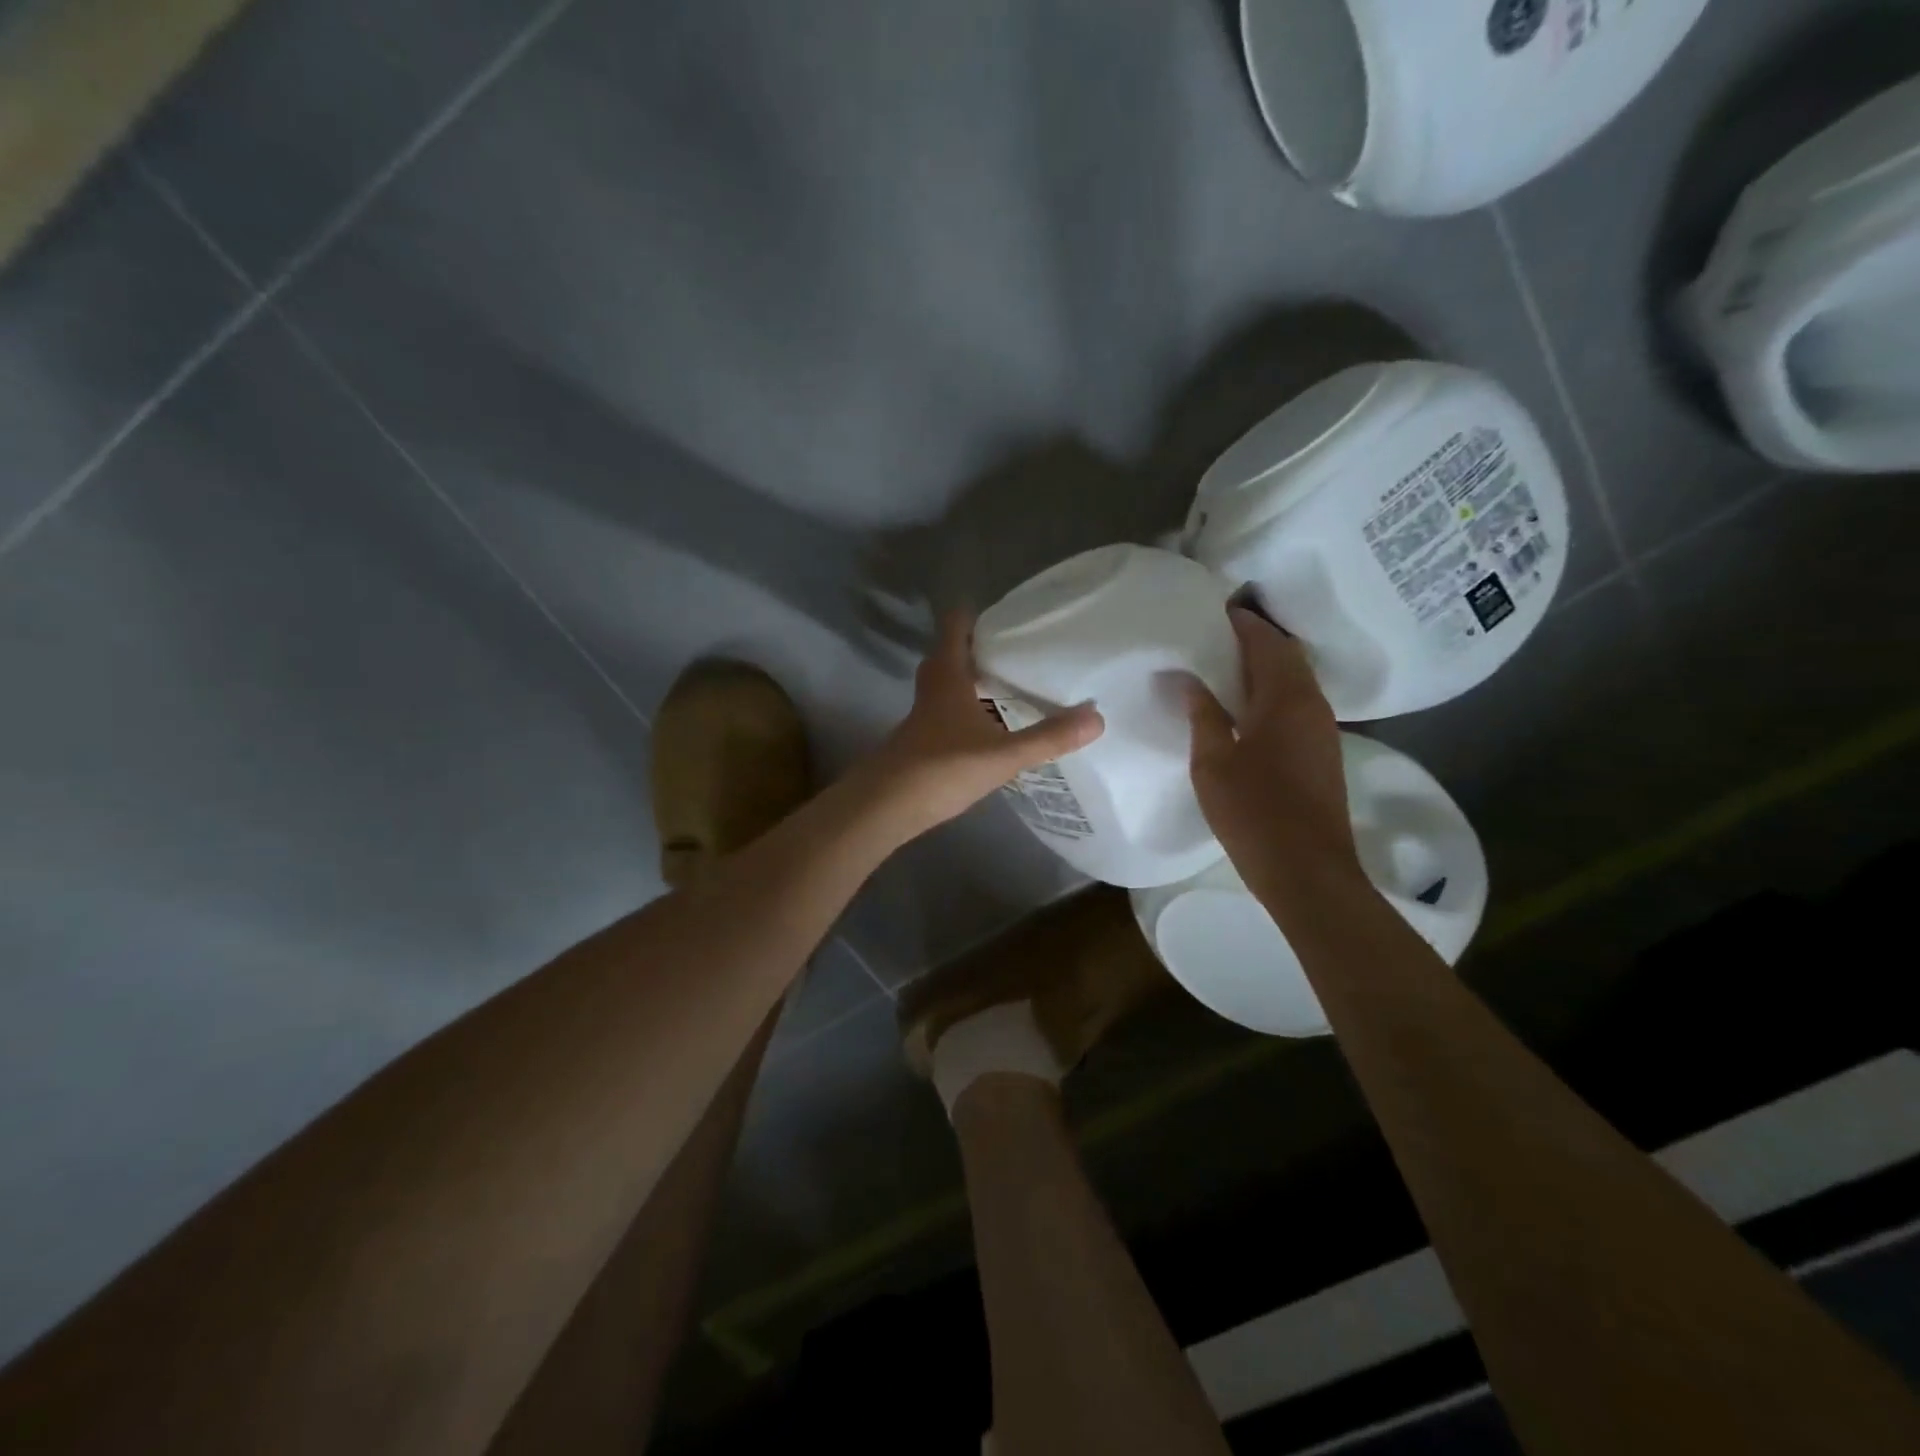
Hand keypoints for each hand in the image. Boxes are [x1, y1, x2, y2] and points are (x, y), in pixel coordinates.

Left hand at [857, 610, 1103, 841]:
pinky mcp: (923, 739)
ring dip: (975, 678)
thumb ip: (1048, 737)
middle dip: (981, 647)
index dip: (978, 615)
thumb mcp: (1002, 754)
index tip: (1011, 616)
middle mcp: (933, 688)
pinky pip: (949, 710)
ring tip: (1014, 682)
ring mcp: (924, 714)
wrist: (886, 806)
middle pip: (952, 653)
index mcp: (948, 676)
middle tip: (1018, 649)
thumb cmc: (942, 768)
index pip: (956, 626)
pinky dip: (969, 707)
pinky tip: (992, 725)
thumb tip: (1097, 717)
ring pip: (950, 683)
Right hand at [1186, 608, 1360, 885]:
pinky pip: (1297, 704)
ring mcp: (1322, 729)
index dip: (1243, 623)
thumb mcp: (1213, 762)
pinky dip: (1272, 692)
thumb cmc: (1253, 812)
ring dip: (1265, 667)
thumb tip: (1187, 677)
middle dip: (1255, 640)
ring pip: (1295, 681)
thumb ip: (1201, 714)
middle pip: (1287, 657)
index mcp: (1285, 699)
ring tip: (1223, 668)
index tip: (1215, 611)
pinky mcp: (1322, 752)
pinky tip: (1243, 708)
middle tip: (1215, 637)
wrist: (1307, 870)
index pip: (1266, 643)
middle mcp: (1312, 704)